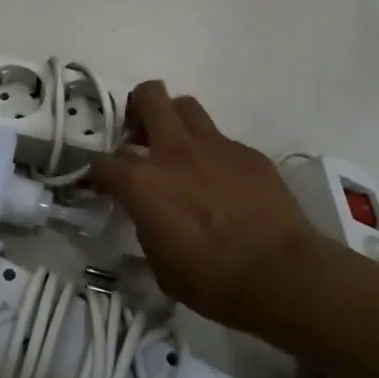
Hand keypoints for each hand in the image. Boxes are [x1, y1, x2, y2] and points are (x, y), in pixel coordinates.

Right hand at [90, 82, 318, 333]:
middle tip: (140, 137)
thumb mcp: (160, 263)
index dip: (98, 174)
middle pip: (149, 96)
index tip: (102, 186)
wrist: (280, 274)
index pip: (103, 163)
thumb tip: (148, 214)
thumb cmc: (212, 280)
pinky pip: (221, 140)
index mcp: (142, 182)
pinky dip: (213, 154)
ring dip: (175, 121)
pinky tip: (222, 183)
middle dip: (138, 108)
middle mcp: (174, 152)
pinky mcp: (248, 153)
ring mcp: (214, 146)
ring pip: (186, 106)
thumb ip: (146, 226)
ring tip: (178, 150)